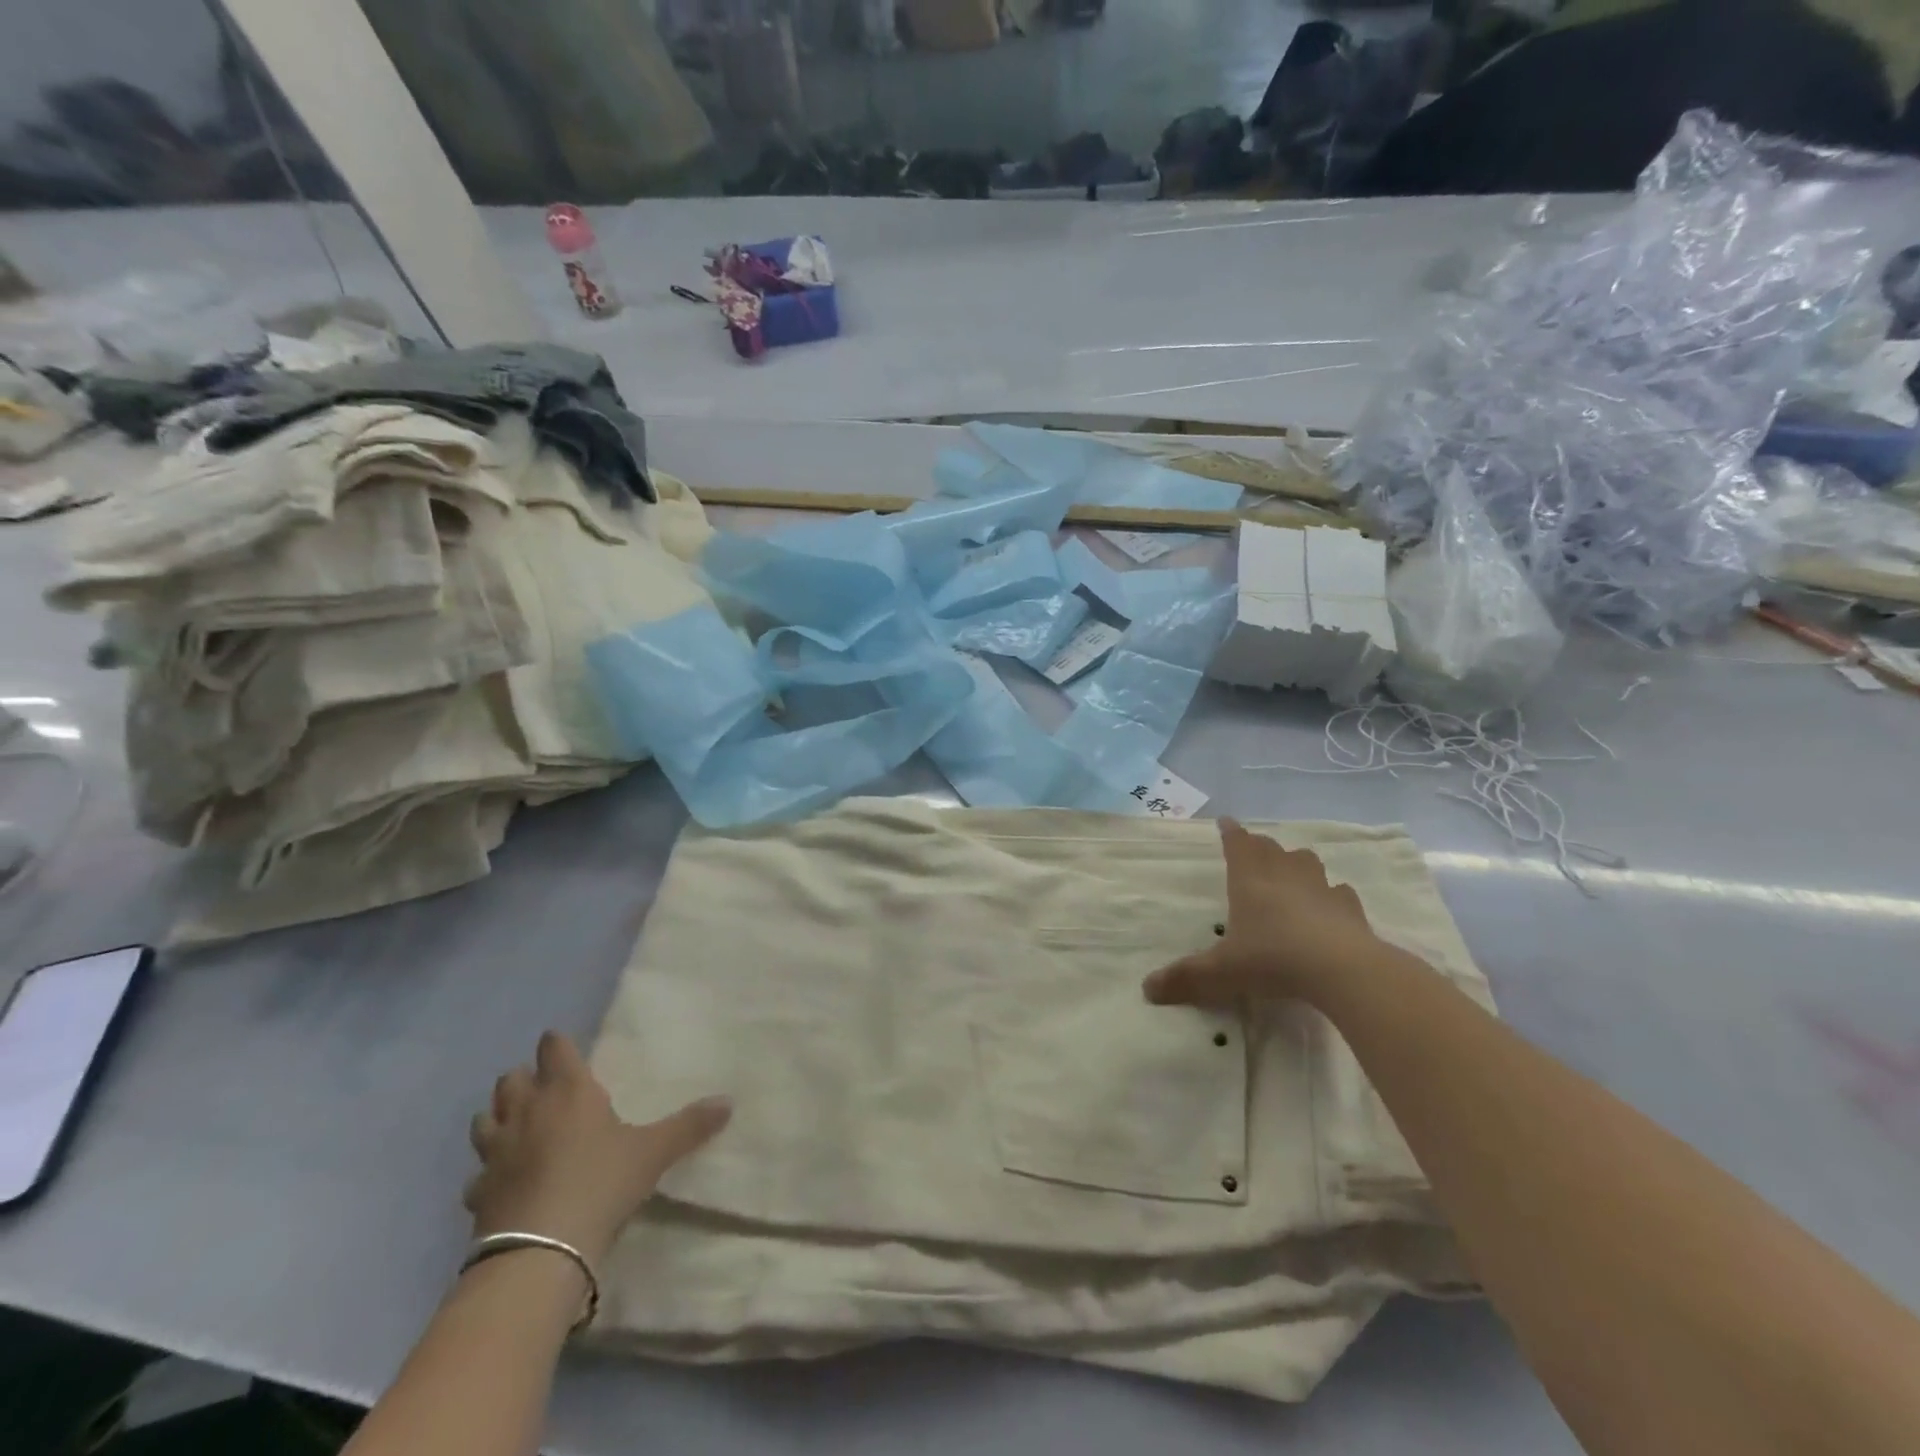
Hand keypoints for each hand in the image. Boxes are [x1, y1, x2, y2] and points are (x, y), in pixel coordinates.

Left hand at [465, 1031, 730, 1265]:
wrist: (539, 1253)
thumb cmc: (600, 1183)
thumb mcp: (653, 1153)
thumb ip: (688, 1126)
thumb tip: (728, 1101)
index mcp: (568, 1091)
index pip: (554, 1048)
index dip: (558, 1045)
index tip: (564, 1047)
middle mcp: (527, 1112)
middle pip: (511, 1079)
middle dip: (524, 1079)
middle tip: (545, 1088)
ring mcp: (496, 1153)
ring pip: (485, 1120)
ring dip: (498, 1118)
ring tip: (517, 1127)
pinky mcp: (477, 1194)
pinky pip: (477, 1175)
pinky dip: (488, 1174)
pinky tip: (502, 1183)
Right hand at [1144, 818, 1379, 1008]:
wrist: (1342, 969)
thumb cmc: (1273, 959)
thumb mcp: (1221, 972)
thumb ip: (1186, 978)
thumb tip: (1147, 989)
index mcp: (1249, 879)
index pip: (1237, 844)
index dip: (1230, 833)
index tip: (1225, 822)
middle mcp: (1284, 874)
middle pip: (1270, 848)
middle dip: (1258, 846)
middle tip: (1251, 850)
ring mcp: (1321, 887)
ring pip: (1306, 862)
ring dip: (1295, 863)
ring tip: (1290, 874)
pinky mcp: (1350, 908)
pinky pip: (1338, 892)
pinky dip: (1330, 895)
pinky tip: (1329, 907)